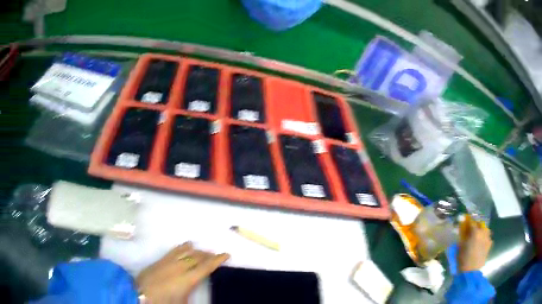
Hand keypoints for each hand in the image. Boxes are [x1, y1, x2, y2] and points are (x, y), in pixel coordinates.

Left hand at [136, 242, 228, 302]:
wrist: (140, 293)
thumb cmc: (164, 301)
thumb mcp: (182, 302)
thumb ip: (192, 294)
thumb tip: (199, 292)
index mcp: (188, 279)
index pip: (206, 267)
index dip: (217, 260)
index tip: (226, 255)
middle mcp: (180, 267)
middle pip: (198, 257)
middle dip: (208, 255)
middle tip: (216, 255)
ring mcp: (169, 261)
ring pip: (187, 252)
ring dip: (198, 251)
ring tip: (204, 252)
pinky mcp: (161, 259)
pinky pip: (175, 250)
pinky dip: (184, 247)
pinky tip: (187, 245)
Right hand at [457, 219, 491, 272]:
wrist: (471, 271)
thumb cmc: (463, 259)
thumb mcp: (460, 248)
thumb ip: (463, 237)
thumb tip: (463, 231)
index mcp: (475, 232)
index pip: (472, 223)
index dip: (469, 223)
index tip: (466, 224)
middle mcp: (483, 233)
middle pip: (481, 225)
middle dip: (477, 226)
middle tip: (472, 230)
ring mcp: (487, 238)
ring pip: (486, 230)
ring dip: (482, 231)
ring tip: (478, 236)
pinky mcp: (489, 245)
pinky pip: (488, 238)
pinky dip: (485, 239)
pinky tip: (481, 244)